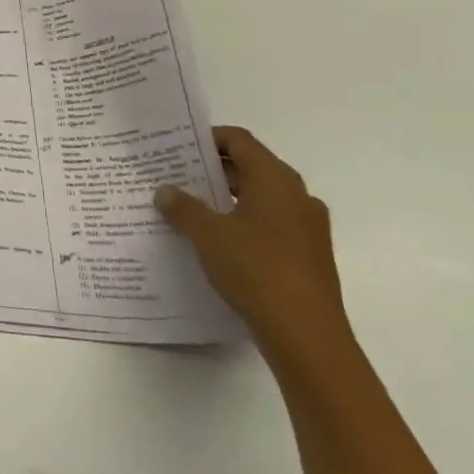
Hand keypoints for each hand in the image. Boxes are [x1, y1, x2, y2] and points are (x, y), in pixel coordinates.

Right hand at [155, 125, 347, 361]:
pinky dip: (242, 223)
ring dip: (226, 199)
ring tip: (188, 209)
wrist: (306, 335)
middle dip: (212, 170)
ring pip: (260, 199)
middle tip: (174, 176)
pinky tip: (215, 242)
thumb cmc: (256, 269)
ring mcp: (307, 228)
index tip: (177, 146)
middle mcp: (297, 196)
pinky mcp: (308, 256)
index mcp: (275, 180)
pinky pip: (269, 225)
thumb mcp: (207, 234)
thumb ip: (183, 207)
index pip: (240, 141)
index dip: (208, 138)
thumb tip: (165, 191)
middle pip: (250, 168)